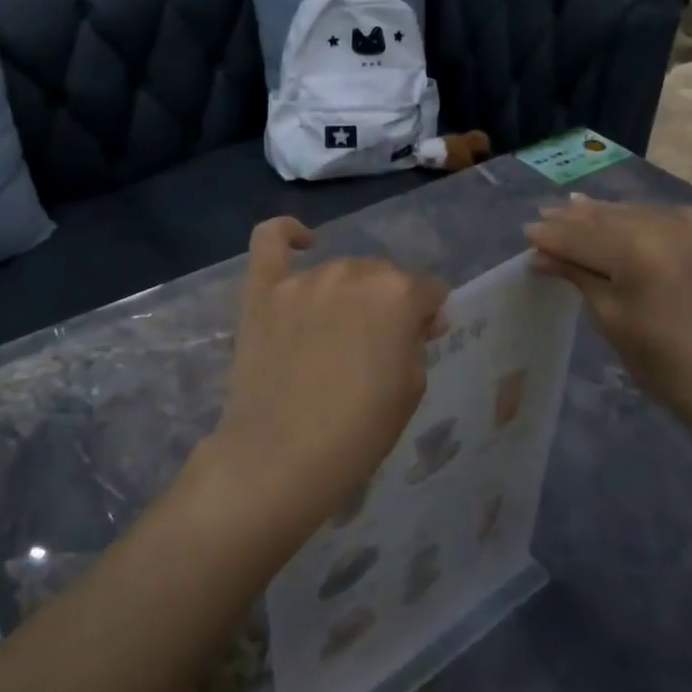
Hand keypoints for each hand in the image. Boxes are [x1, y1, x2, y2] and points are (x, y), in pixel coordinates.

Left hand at [197, 218, 446, 545]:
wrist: (282, 457)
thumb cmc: (358, 432)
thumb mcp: (412, 389)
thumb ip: (418, 341)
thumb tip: (419, 318)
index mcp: (397, 294)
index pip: (427, 289)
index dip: (429, 315)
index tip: (422, 339)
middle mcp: (352, 273)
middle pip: (381, 275)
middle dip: (389, 302)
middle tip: (377, 344)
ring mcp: (302, 279)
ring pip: (338, 269)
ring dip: (348, 292)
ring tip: (338, 331)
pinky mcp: (262, 290)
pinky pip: (270, 241)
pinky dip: (286, 234)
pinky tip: (301, 240)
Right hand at [524, 198, 691, 434]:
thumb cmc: (664, 364)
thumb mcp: (611, 320)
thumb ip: (579, 277)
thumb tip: (543, 256)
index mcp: (637, 251)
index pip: (582, 237)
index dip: (552, 235)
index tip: (528, 231)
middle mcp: (670, 230)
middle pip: (611, 219)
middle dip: (576, 218)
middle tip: (548, 213)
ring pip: (644, 213)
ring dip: (610, 213)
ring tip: (581, 207)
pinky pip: (681, 219)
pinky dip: (652, 216)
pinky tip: (640, 216)